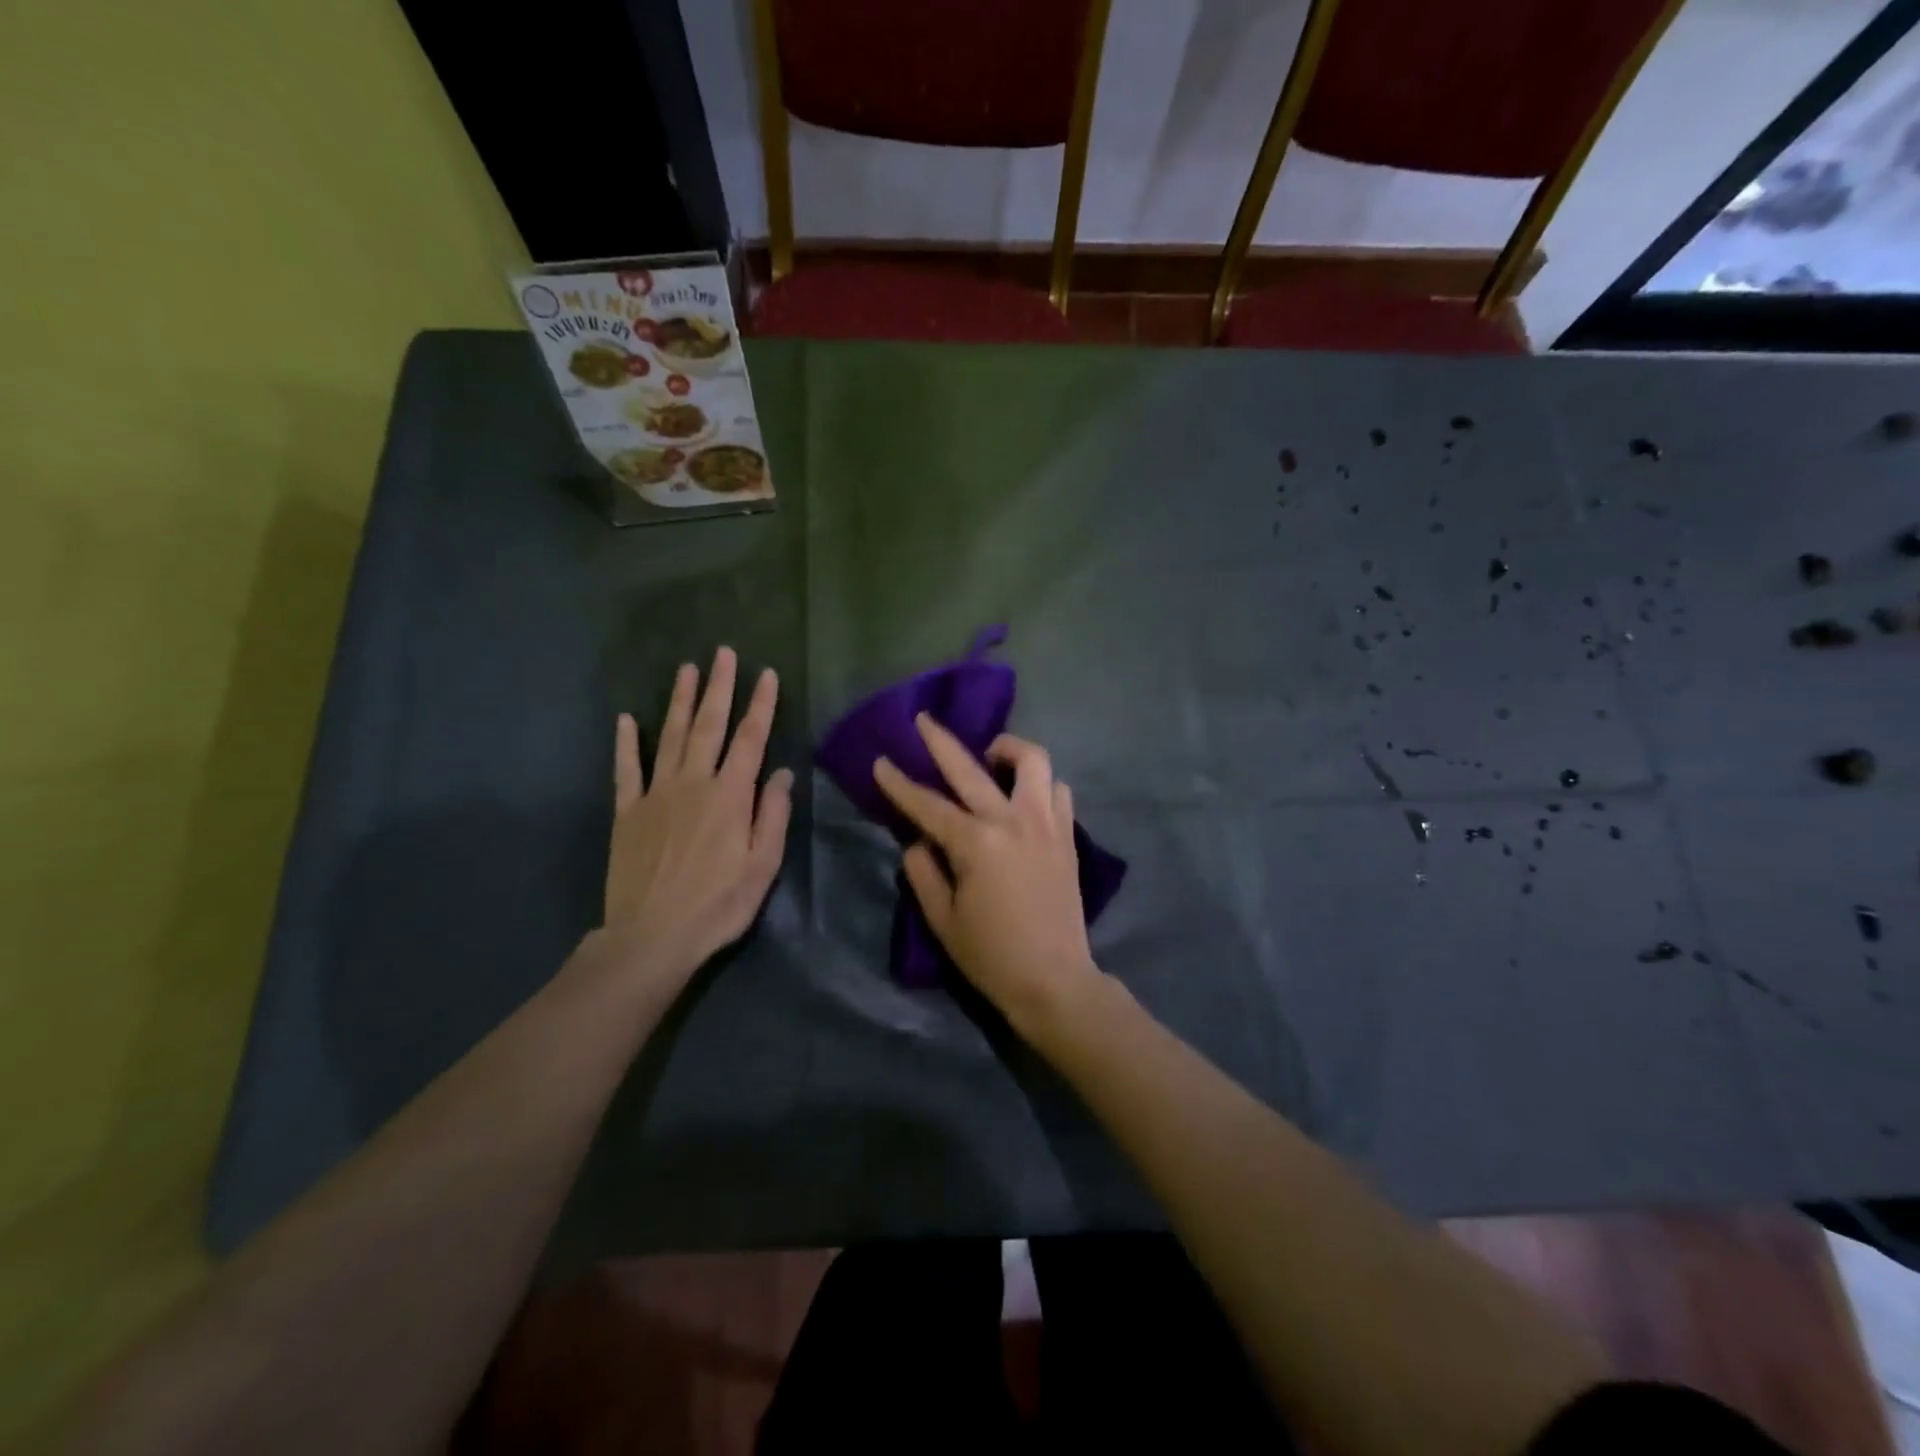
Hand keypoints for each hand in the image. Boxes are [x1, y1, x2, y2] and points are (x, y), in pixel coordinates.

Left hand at [598, 647, 792, 1000]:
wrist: (652, 936)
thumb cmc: (718, 905)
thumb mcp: (762, 866)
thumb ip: (772, 815)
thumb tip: (781, 772)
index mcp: (730, 796)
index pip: (750, 739)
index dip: (761, 705)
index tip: (766, 673)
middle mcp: (693, 783)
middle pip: (709, 726)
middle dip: (719, 687)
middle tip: (723, 653)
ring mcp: (655, 794)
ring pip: (671, 737)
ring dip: (680, 701)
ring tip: (687, 669)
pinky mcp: (627, 812)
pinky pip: (626, 769)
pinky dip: (626, 743)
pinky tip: (627, 719)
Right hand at [873, 716, 1101, 1033]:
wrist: (1055, 980)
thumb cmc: (992, 955)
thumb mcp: (942, 919)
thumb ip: (923, 872)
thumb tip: (918, 840)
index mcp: (975, 843)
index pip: (927, 804)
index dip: (899, 783)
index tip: (881, 761)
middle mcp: (1011, 821)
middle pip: (971, 767)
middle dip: (941, 740)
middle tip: (924, 720)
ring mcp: (1046, 823)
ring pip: (1032, 761)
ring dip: (1007, 749)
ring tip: (990, 756)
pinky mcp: (1067, 834)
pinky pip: (1057, 789)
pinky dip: (1039, 783)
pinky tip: (1024, 795)